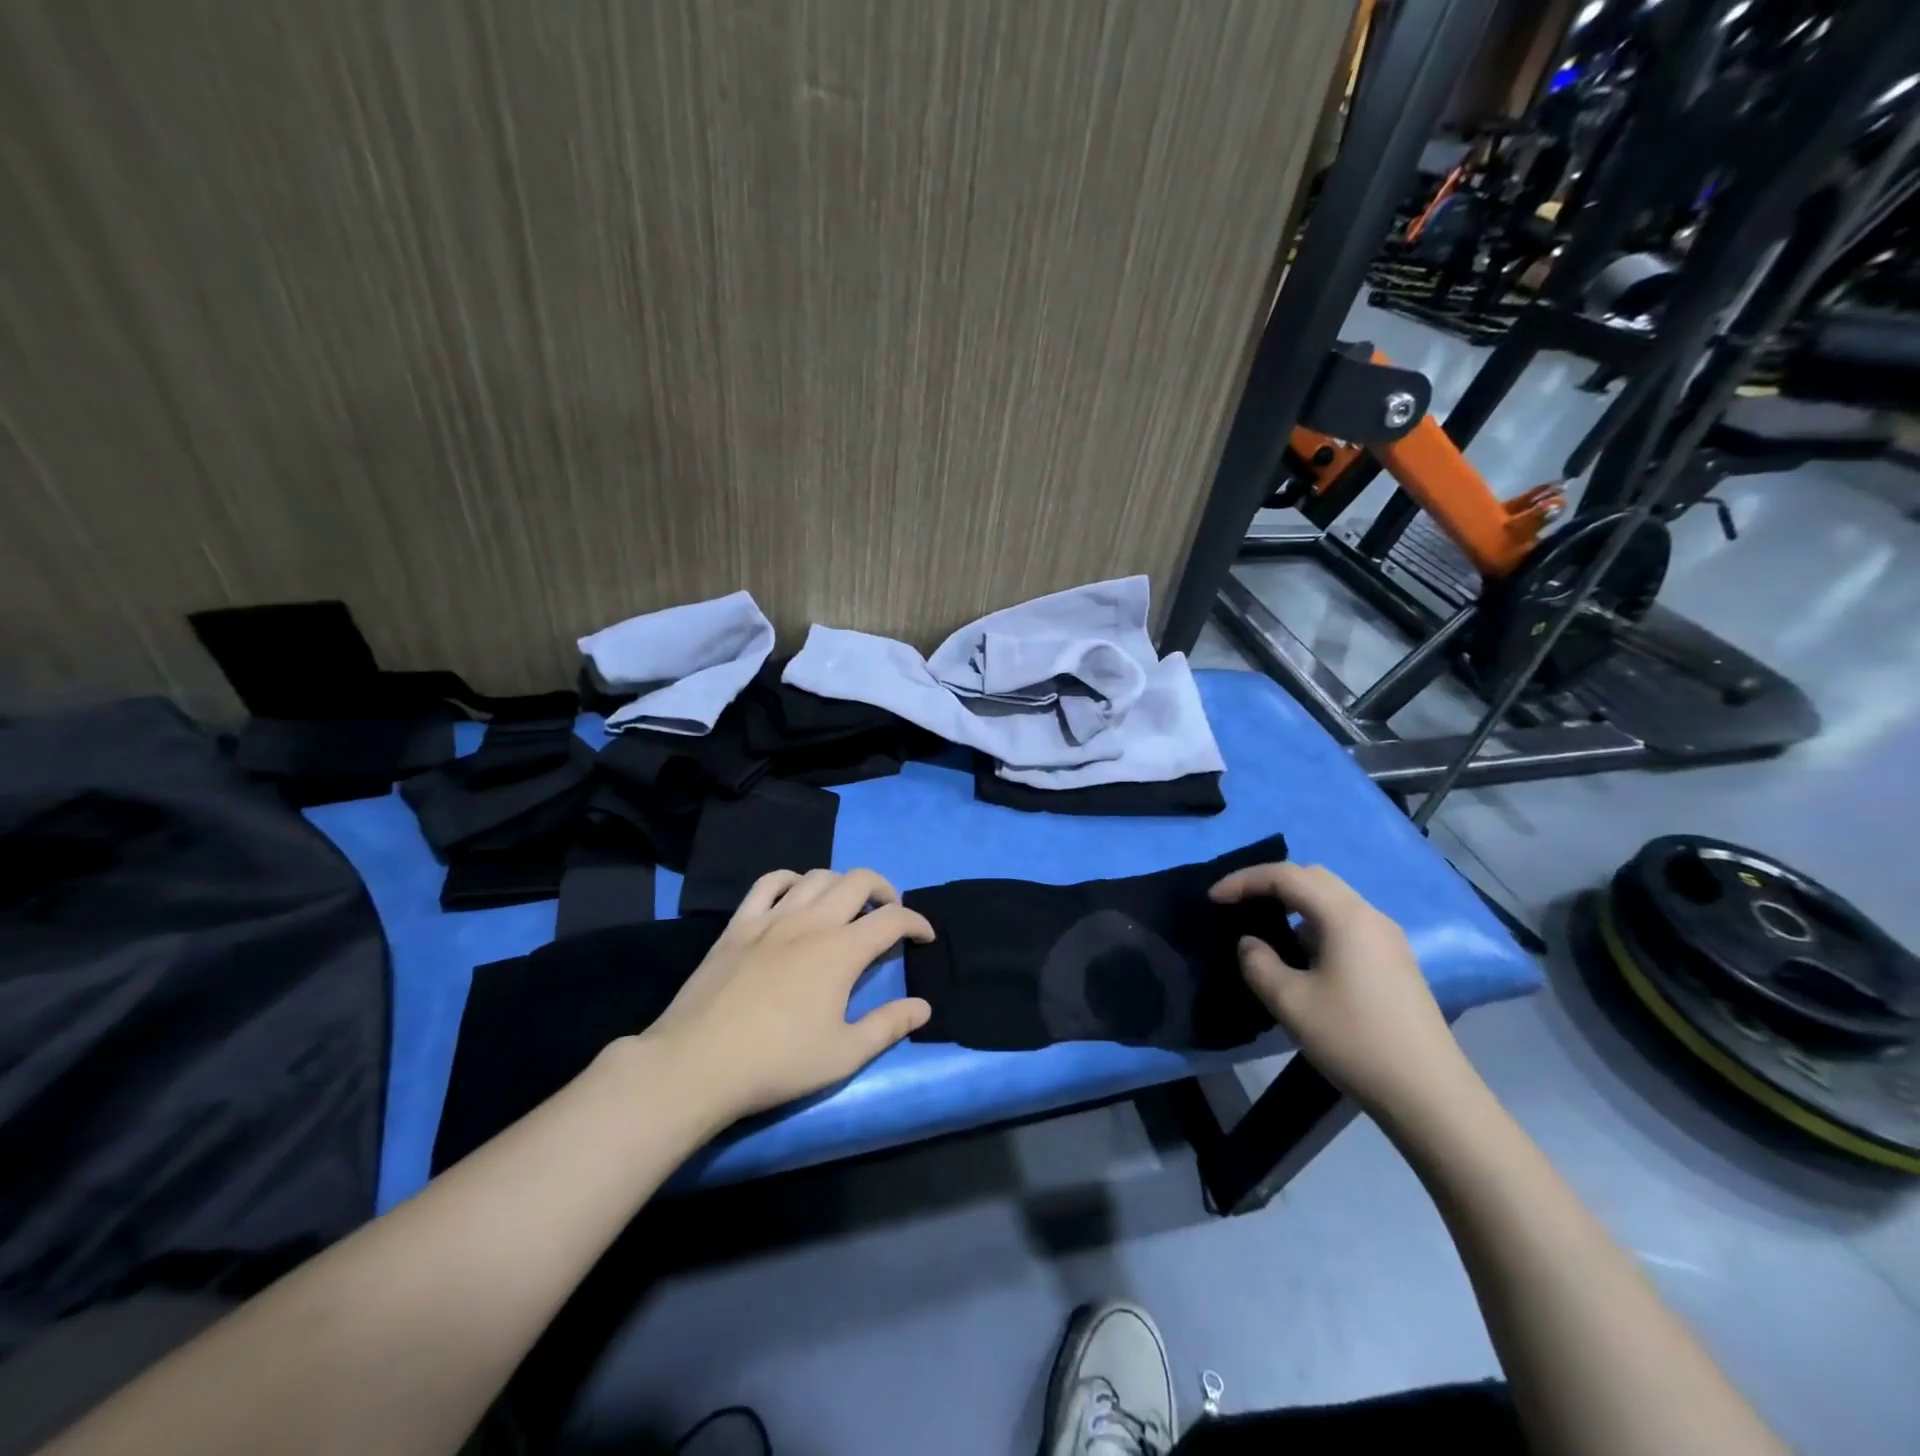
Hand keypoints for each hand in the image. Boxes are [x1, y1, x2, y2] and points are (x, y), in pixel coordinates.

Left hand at [639, 868, 934, 1122]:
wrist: (697, 1064)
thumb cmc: (777, 1063)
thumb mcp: (844, 1055)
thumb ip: (888, 1026)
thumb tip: (923, 1007)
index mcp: (841, 951)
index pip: (892, 920)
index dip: (916, 923)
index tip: (924, 937)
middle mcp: (811, 922)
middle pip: (858, 881)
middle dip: (885, 890)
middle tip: (890, 913)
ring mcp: (771, 918)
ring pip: (816, 876)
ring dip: (842, 883)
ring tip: (847, 905)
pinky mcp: (738, 924)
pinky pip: (768, 883)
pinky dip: (791, 879)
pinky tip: (796, 895)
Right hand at [1209, 862, 1472, 1121]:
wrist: (1430, 1094)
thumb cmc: (1355, 1040)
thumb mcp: (1291, 1003)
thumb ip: (1258, 964)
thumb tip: (1250, 943)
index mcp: (1345, 916)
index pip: (1286, 876)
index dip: (1244, 880)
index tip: (1213, 899)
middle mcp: (1369, 916)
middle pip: (1312, 877)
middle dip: (1269, 883)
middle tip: (1237, 904)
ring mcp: (1387, 938)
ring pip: (1331, 900)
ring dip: (1293, 903)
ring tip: (1263, 927)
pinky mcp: (1393, 961)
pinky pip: (1345, 923)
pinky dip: (1313, 923)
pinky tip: (1300, 955)